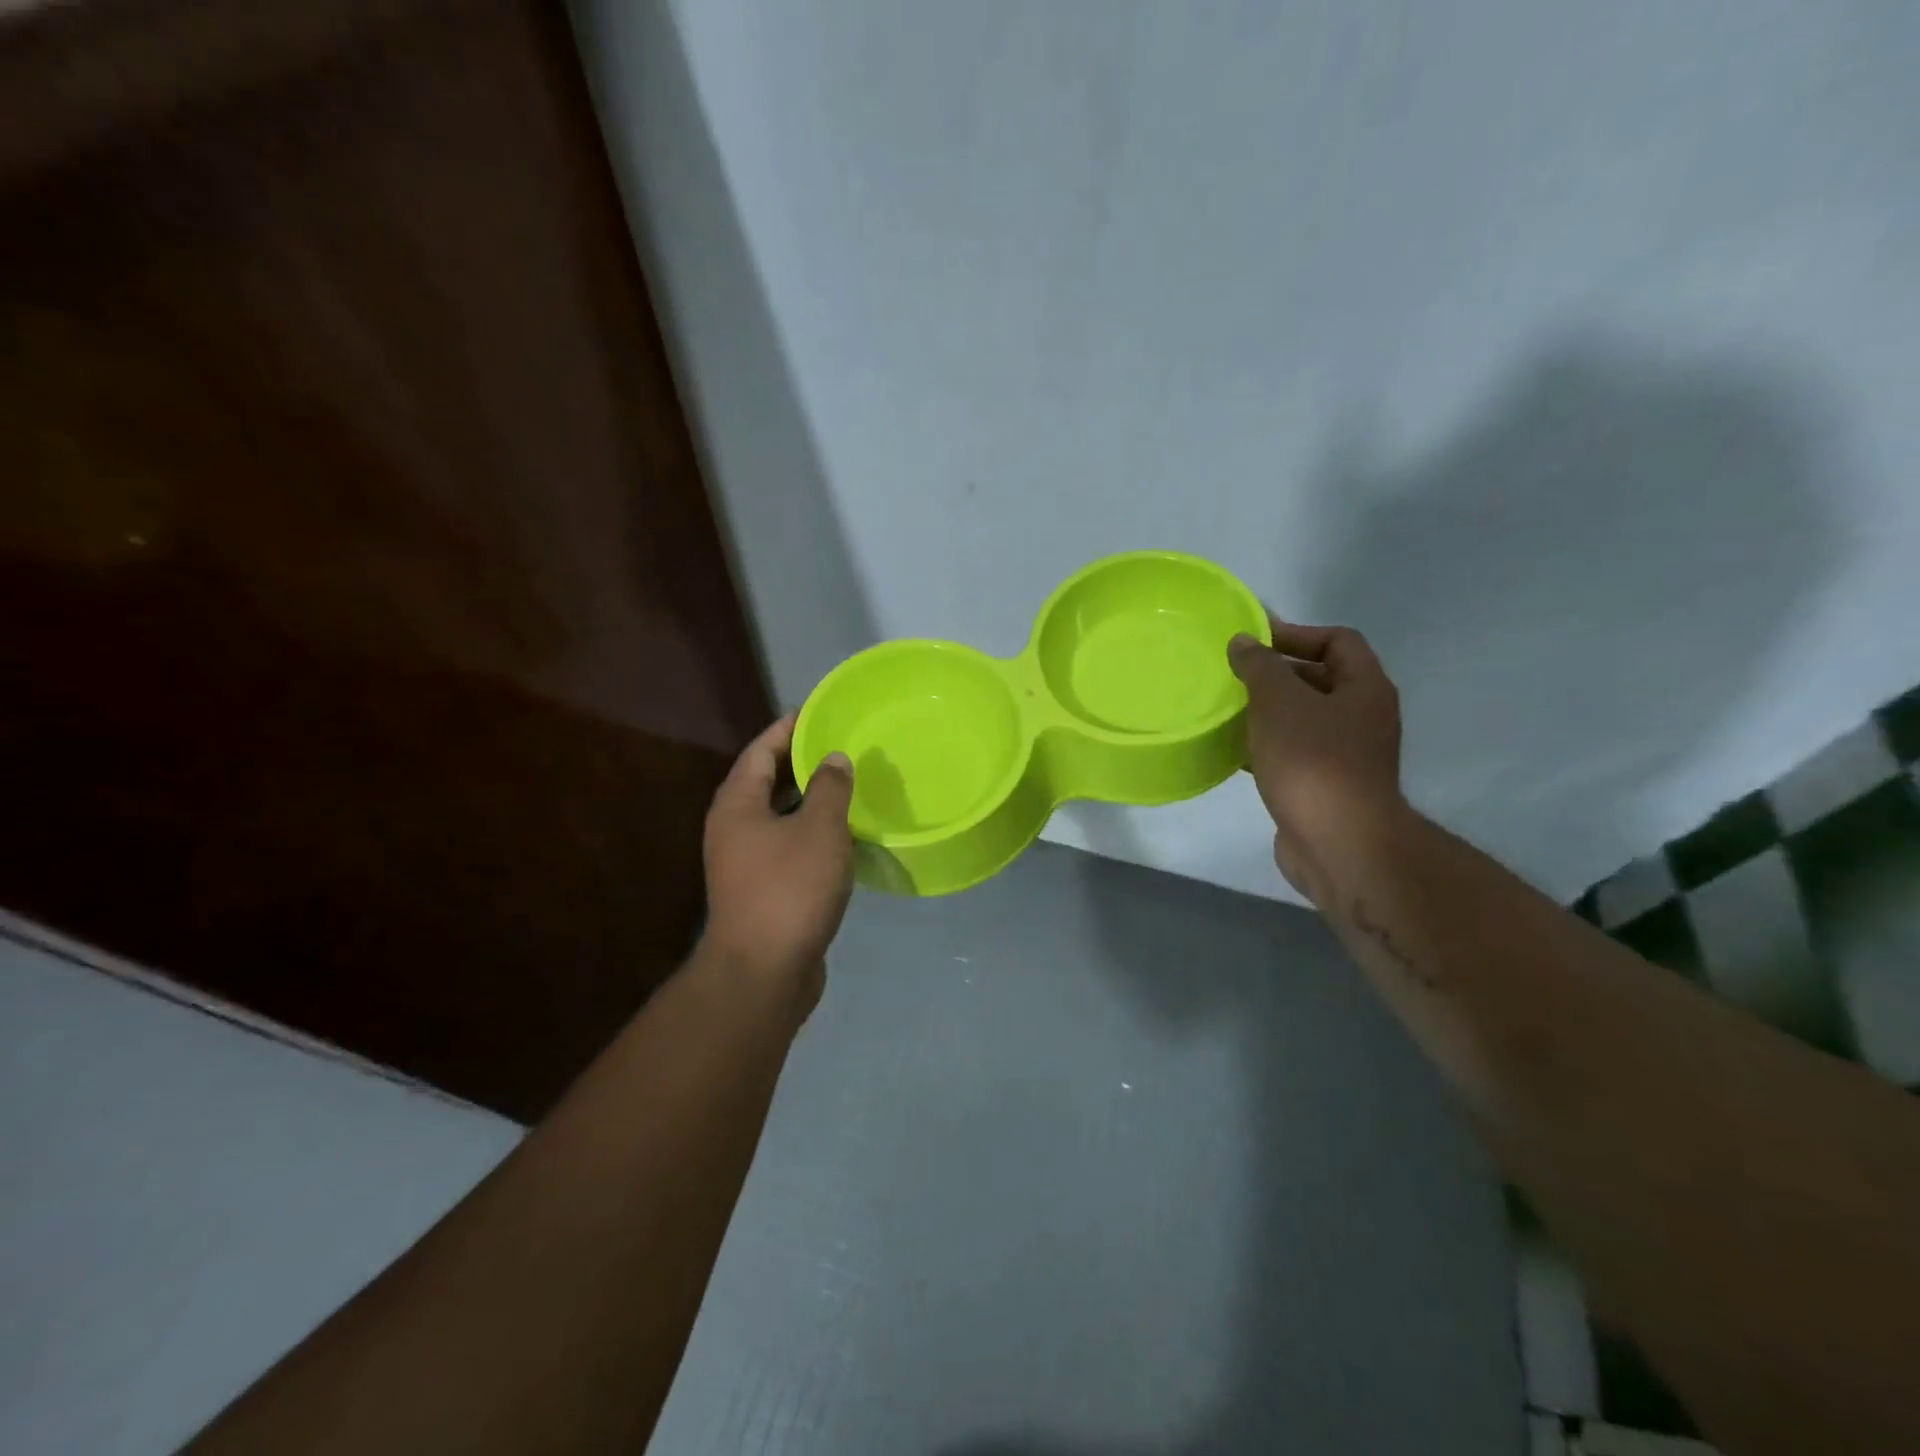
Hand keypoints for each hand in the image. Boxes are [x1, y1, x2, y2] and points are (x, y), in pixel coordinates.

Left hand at [699, 715, 855, 1017]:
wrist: (764, 972)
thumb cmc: (789, 888)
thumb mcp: (819, 829)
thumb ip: (830, 788)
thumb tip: (834, 758)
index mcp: (737, 805)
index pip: (760, 750)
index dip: (787, 728)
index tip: (817, 711)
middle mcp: (734, 828)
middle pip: (766, 780)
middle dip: (801, 761)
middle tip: (840, 744)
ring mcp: (745, 861)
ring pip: (780, 815)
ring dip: (810, 799)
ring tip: (848, 783)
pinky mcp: (763, 889)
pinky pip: (789, 845)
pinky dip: (813, 831)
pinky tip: (844, 833)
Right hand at [1228, 615, 1405, 901]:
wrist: (1338, 843)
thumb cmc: (1312, 761)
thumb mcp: (1279, 701)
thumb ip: (1259, 666)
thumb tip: (1244, 642)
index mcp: (1365, 688)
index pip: (1338, 640)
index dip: (1297, 633)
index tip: (1254, 641)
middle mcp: (1363, 717)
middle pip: (1321, 679)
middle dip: (1278, 673)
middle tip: (1234, 674)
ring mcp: (1347, 755)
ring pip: (1303, 719)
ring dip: (1268, 711)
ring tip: (1227, 709)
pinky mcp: (1326, 787)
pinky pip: (1293, 753)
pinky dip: (1266, 746)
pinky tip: (1234, 750)